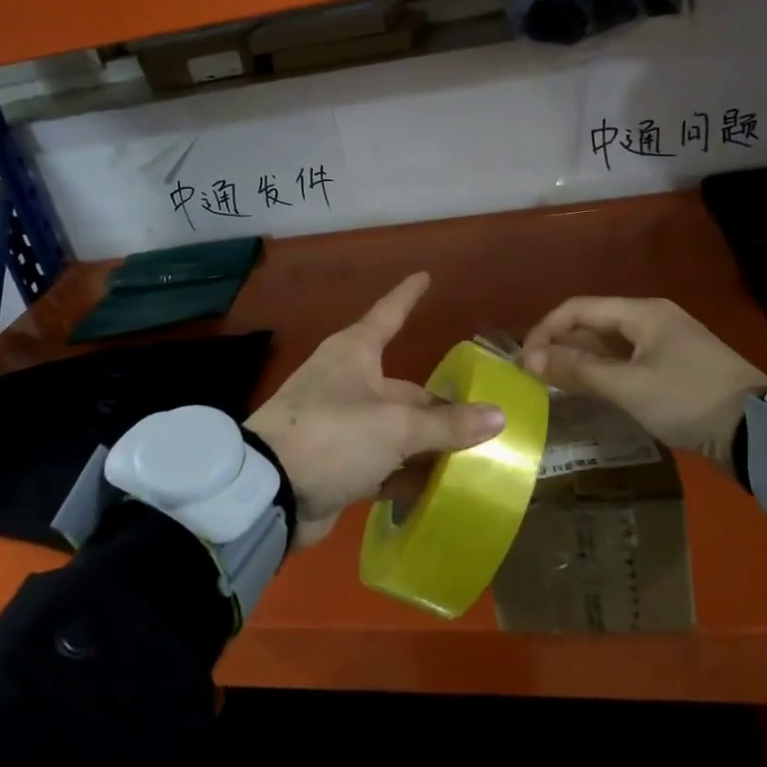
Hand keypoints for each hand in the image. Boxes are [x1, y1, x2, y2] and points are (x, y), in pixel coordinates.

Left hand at [244, 272, 505, 547]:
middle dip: (440, 408)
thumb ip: (447, 424)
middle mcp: (348, 381)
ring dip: (427, 445)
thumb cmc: (333, 435)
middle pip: (406, 388)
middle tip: (483, 422)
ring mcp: (340, 423)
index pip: (390, 314)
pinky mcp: (335, 461)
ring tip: (473, 458)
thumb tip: (498, 415)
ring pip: (396, 428)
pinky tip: (437, 487)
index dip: (408, 295)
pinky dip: (405, 472)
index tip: (424, 276)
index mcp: (355, 353)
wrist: (268, 491)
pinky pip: (381, 462)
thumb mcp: (396, 426)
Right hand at [521, 297, 766, 464]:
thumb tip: (532, 361)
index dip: (546, 330)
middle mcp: (652, 319)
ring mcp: (666, 344)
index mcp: (642, 312)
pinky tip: (589, 392)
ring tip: (555, 385)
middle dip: (561, 346)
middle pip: (593, 324)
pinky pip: (626, 361)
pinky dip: (603, 372)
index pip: (578, 308)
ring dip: (581, 361)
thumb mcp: (628, 387)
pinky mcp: (674, 368)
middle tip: (536, 377)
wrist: (757, 434)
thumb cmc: (688, 400)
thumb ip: (578, 371)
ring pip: (609, 344)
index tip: (526, 361)